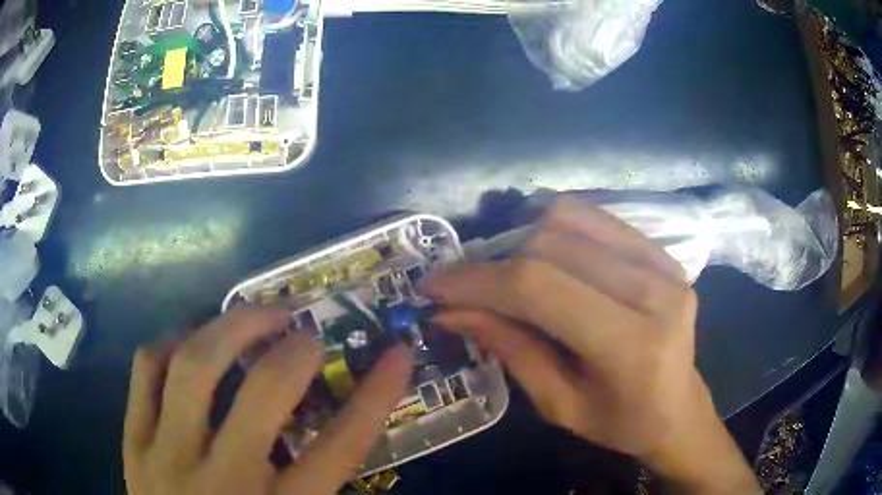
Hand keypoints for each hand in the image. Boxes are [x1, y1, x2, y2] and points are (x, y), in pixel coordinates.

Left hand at [123, 308, 410, 494]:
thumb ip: (321, 492)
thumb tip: (344, 439)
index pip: (339, 448)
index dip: (375, 397)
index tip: (398, 356)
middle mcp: (221, 478)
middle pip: (262, 393)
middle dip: (294, 350)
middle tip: (304, 334)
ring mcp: (166, 454)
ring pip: (193, 366)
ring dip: (231, 327)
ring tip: (253, 316)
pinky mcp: (132, 441)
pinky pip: (146, 371)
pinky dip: (171, 343)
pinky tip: (190, 341)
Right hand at [423, 197, 758, 492]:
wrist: (679, 409)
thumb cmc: (620, 423)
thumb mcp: (558, 405)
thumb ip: (510, 350)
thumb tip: (453, 311)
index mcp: (632, 345)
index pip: (541, 288)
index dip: (479, 281)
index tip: (435, 286)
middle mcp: (655, 290)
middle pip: (552, 246)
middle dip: (494, 264)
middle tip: (464, 288)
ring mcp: (664, 263)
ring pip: (571, 220)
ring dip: (522, 241)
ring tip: (504, 273)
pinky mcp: (662, 251)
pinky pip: (596, 218)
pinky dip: (556, 228)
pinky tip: (542, 255)